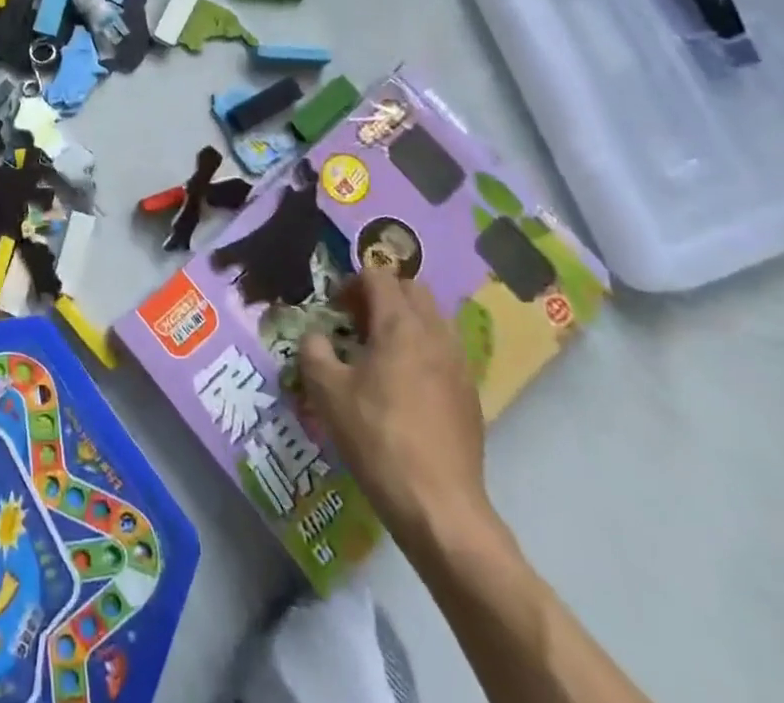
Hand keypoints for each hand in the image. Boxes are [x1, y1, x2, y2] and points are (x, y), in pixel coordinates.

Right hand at [297, 268, 496, 552]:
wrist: (439, 506)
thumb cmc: (377, 438)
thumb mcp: (327, 391)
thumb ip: (314, 350)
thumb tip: (317, 337)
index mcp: (400, 324)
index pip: (378, 276)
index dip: (351, 284)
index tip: (335, 311)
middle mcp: (435, 333)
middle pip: (412, 288)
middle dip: (382, 295)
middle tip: (357, 323)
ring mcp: (458, 363)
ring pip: (433, 318)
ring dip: (405, 320)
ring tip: (380, 352)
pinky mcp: (469, 393)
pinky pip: (444, 349)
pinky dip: (422, 349)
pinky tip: (404, 385)